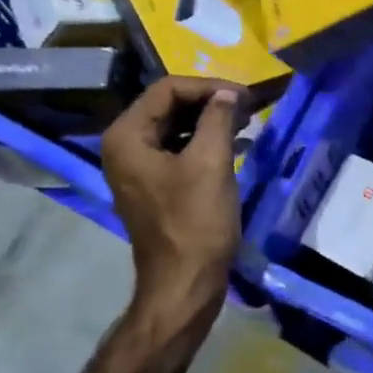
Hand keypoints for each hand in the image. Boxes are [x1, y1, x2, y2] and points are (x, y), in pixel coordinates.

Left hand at [101, 76, 243, 330]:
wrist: (184, 285)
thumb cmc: (195, 222)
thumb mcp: (211, 162)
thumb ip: (218, 117)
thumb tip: (229, 93)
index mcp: (127, 136)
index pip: (168, 89)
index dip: (208, 87)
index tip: (244, 96)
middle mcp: (124, 145)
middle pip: (169, 104)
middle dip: (209, 101)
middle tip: (248, 105)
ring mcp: (136, 166)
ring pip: (175, 125)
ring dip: (209, 120)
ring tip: (246, 120)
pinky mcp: (153, 183)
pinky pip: (177, 148)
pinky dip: (204, 141)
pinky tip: (234, 143)